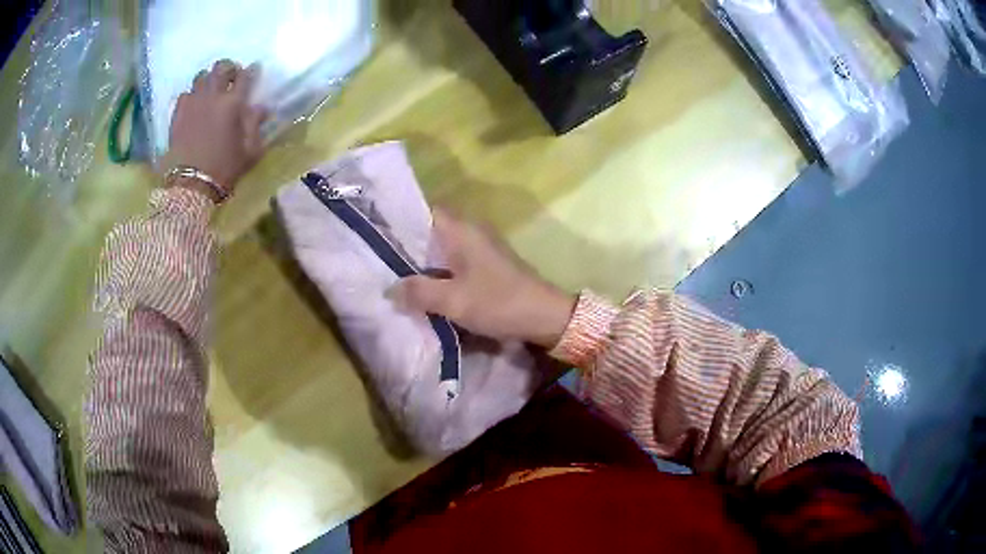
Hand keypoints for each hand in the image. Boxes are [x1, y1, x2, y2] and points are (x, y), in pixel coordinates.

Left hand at [163, 59, 266, 196]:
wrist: (190, 185)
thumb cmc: (224, 169)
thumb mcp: (250, 151)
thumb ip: (255, 125)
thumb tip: (261, 107)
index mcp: (234, 103)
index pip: (246, 76)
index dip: (252, 70)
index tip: (254, 70)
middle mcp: (213, 96)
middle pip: (221, 67)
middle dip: (229, 68)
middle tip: (231, 77)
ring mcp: (193, 103)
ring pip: (201, 76)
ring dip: (209, 78)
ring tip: (211, 88)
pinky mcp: (178, 114)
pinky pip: (186, 93)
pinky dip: (192, 95)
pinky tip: (194, 104)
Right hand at [391, 210, 576, 349]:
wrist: (544, 315)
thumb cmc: (498, 302)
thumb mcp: (453, 300)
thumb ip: (418, 292)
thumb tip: (390, 290)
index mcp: (461, 230)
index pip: (424, 211)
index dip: (401, 220)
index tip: (379, 236)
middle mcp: (471, 231)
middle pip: (431, 230)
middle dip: (408, 245)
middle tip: (382, 261)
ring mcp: (481, 247)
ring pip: (443, 247)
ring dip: (424, 261)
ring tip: (397, 275)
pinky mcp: (488, 264)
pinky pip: (455, 260)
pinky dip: (440, 270)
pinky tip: (426, 287)